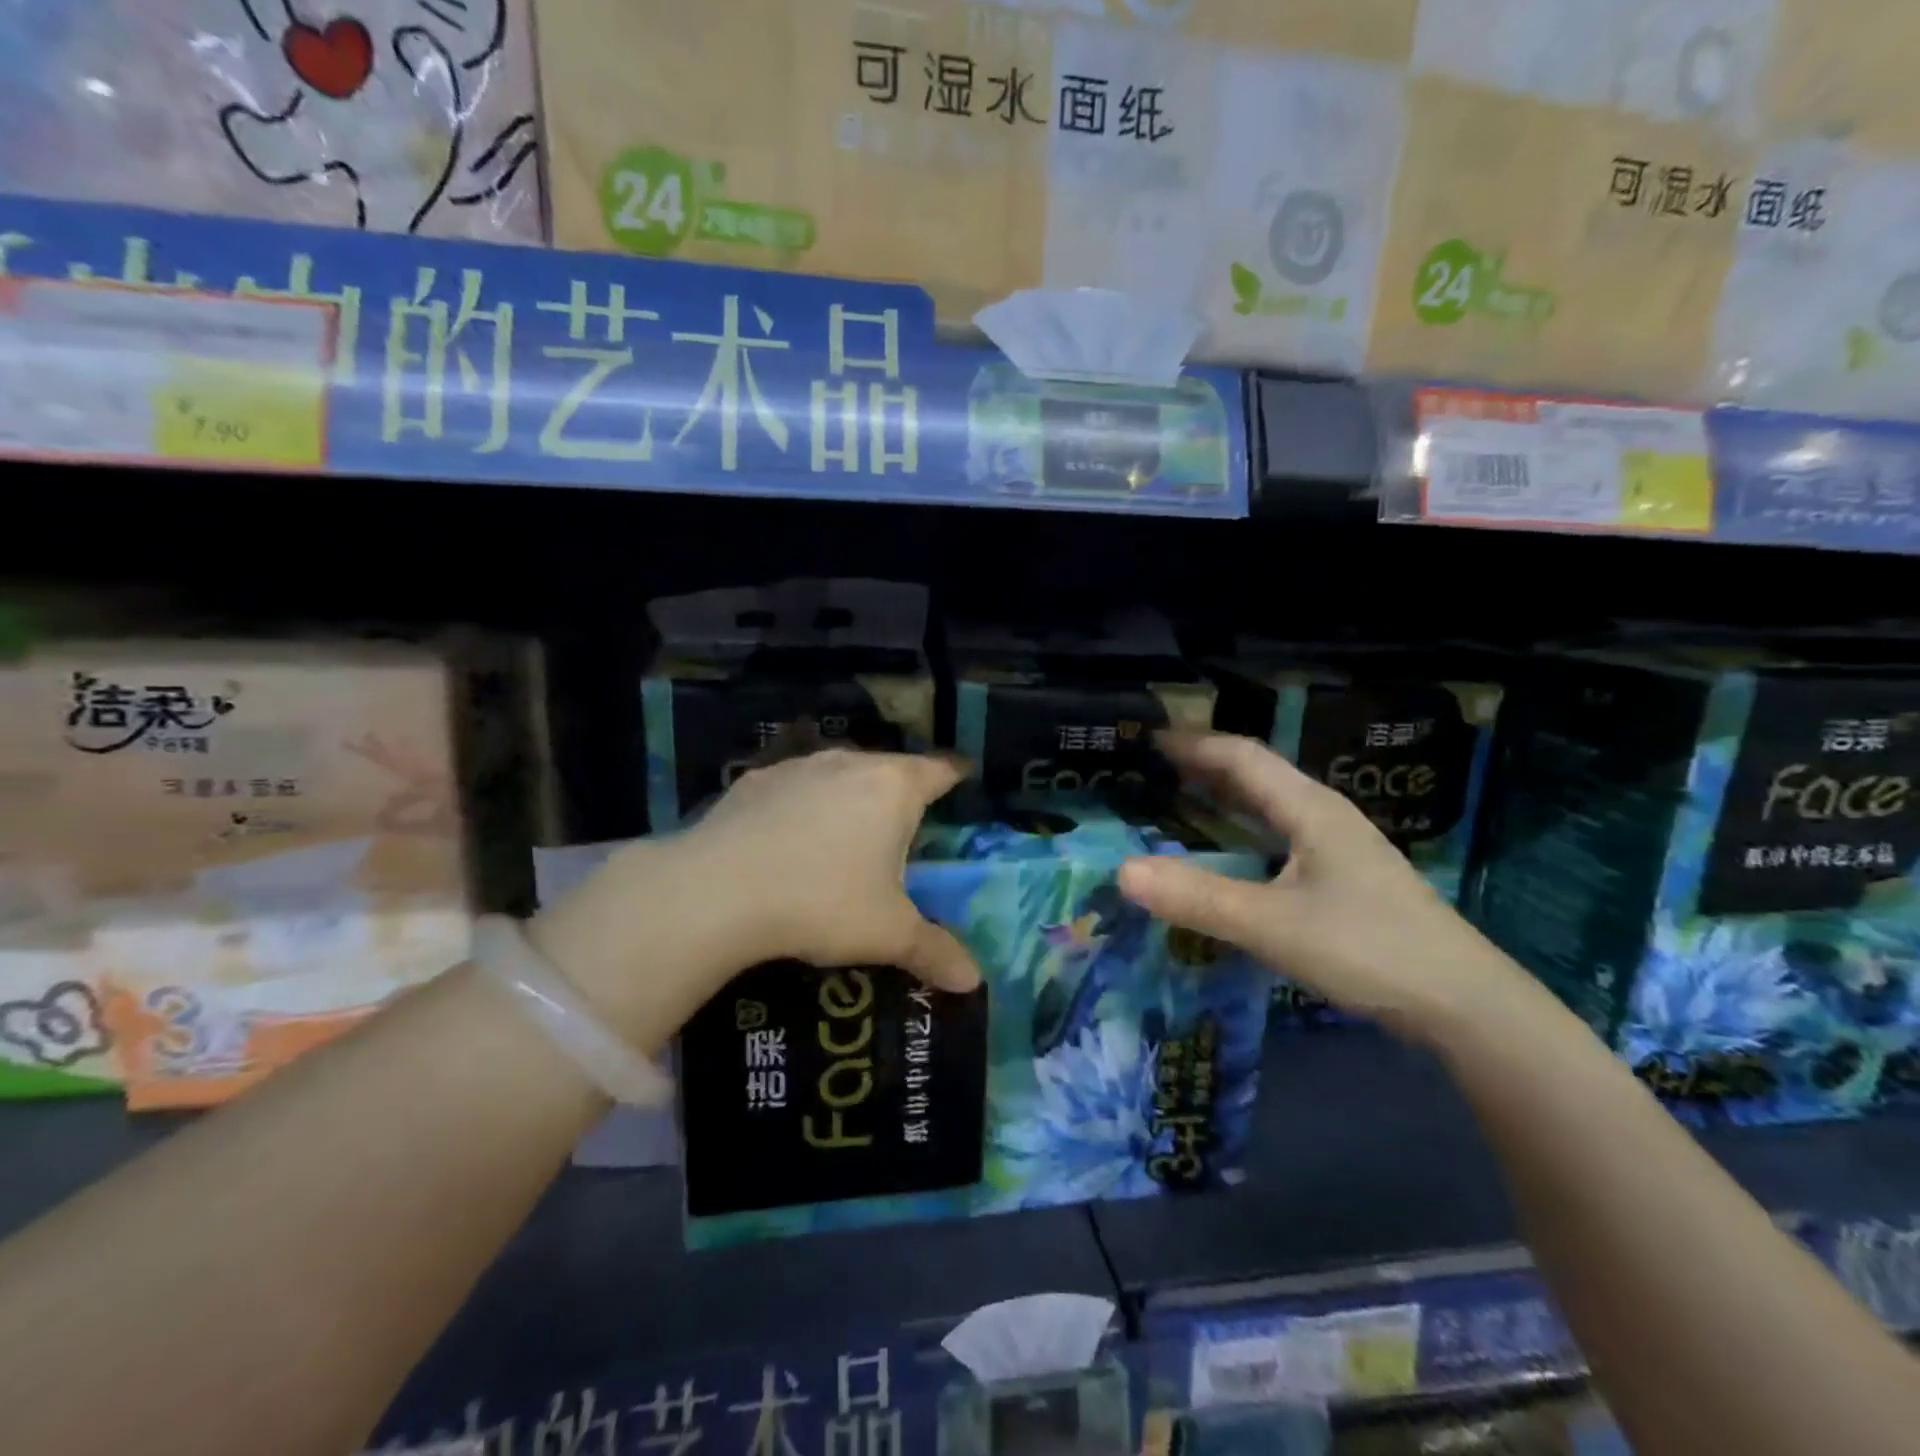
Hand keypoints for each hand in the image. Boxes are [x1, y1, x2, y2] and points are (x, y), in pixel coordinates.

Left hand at [531, 751, 978, 1049]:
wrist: (717, 891)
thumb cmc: (822, 902)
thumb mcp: (886, 934)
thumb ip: (934, 951)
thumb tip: (973, 981)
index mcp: (893, 788)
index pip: (938, 771)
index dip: (954, 776)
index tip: (962, 778)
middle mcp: (850, 763)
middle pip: (889, 768)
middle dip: (900, 790)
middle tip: (905, 824)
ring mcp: (798, 767)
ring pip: (838, 773)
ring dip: (849, 795)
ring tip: (847, 830)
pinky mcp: (754, 781)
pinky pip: (793, 787)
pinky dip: (801, 804)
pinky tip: (788, 837)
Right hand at [1115, 731, 1520, 1040]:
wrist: (1465, 1005)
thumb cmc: (1367, 950)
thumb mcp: (1271, 925)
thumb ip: (1197, 898)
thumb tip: (1122, 872)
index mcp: (1310, 809)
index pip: (1243, 757)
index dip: (1194, 745)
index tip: (1149, 739)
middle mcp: (1325, 816)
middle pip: (1258, 775)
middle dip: (1205, 766)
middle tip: (1153, 767)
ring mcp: (1340, 847)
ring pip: (1272, 806)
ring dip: (1226, 796)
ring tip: (1182, 799)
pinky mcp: (1346, 878)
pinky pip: (1282, 834)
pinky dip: (1245, 830)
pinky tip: (1234, 852)